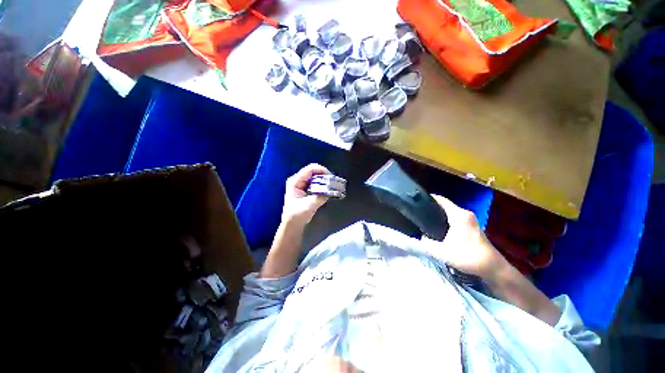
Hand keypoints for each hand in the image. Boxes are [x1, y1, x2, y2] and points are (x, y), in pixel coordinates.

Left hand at [281, 164, 329, 225]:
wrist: (292, 224)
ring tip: (331, 186)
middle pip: (313, 171)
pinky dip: (322, 184)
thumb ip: (320, 197)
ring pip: (315, 176)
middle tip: (332, 182)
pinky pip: (315, 182)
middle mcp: (297, 180)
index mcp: (295, 181)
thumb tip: (331, 191)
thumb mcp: (309, 206)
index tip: (330, 177)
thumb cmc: (297, 215)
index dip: (321, 170)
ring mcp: (301, 184)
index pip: (309, 169)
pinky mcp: (305, 188)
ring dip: (323, 180)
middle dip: (324, 175)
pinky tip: (326, 189)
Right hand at [421, 194, 505, 279]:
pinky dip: (446, 219)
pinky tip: (439, 227)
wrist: (493, 268)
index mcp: (459, 215)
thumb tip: (420, 237)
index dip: (429, 198)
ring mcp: (471, 219)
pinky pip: (456, 217)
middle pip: (445, 205)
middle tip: (418, 212)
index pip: (441, 200)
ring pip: (451, 211)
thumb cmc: (468, 257)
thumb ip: (427, 244)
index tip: (417, 201)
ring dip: (439, 214)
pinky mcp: (473, 226)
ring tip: (426, 219)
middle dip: (432, 207)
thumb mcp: (443, 253)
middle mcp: (465, 213)